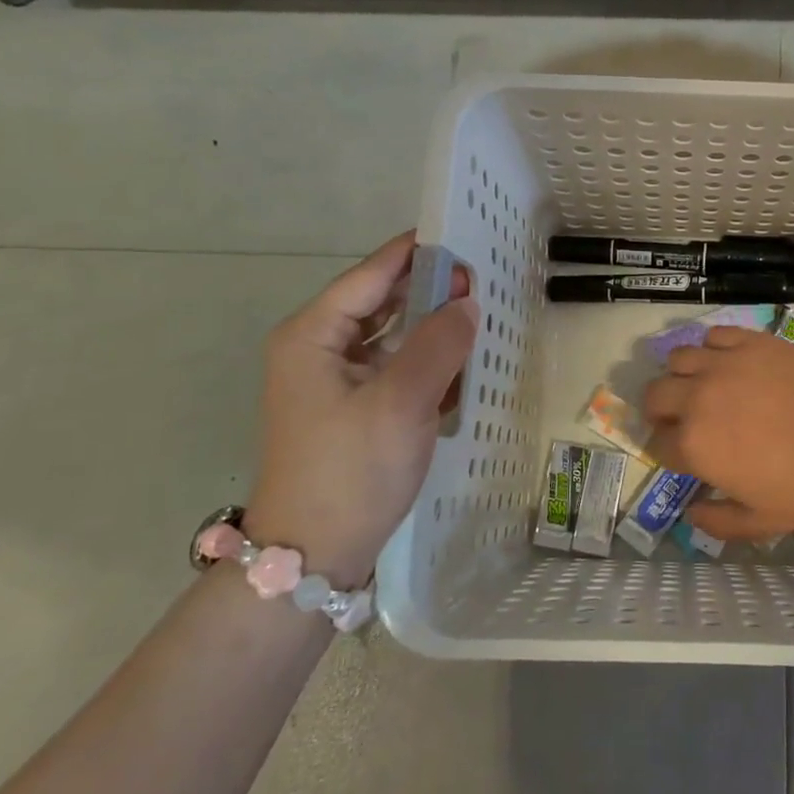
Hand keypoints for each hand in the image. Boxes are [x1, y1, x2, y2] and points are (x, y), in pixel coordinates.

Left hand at [246, 232, 476, 583]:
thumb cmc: (350, 471)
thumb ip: (439, 345)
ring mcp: (332, 382)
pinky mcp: (350, 410)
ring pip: (390, 337)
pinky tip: (458, 367)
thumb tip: (466, 302)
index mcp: (313, 336)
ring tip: (476, 317)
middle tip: (480, 282)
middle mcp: (317, 350)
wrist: (312, 557)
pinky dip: (424, 362)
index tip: (462, 236)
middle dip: (428, 290)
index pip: (370, 275)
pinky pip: (393, 369)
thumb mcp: (401, 402)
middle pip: (380, 302)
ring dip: (430, 327)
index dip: (416, 254)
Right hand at [643, 328, 793, 539]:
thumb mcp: (762, 521)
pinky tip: (729, 363)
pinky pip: (714, 335)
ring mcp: (725, 364)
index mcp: (695, 446)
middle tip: (684, 419)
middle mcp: (698, 398)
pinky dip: (713, 348)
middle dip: (661, 411)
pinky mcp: (752, 342)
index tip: (685, 455)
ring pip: (677, 359)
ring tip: (703, 386)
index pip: (657, 444)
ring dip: (682, 375)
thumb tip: (692, 511)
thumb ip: (718, 521)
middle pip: (655, 395)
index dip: (668, 451)